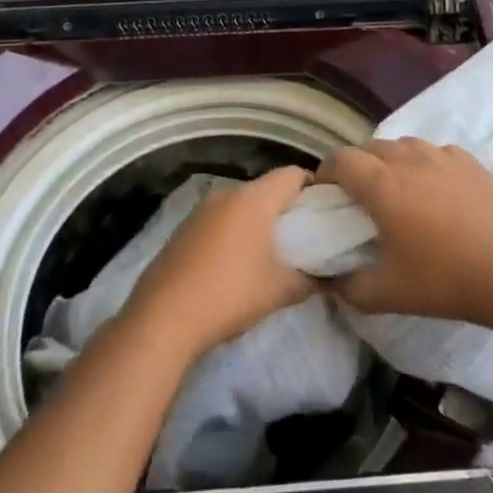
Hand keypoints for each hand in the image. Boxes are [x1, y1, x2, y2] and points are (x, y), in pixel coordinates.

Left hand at [125, 167, 314, 359]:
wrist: (163, 318)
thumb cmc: (230, 294)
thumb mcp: (279, 291)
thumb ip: (310, 280)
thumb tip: (329, 278)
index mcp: (254, 199)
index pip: (293, 174)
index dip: (314, 187)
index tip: (326, 210)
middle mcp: (227, 194)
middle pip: (266, 187)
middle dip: (287, 207)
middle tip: (304, 235)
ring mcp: (201, 210)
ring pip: (241, 203)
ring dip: (258, 219)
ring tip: (272, 250)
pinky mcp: (183, 229)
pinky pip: (220, 219)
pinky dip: (234, 230)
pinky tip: (236, 261)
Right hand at [318, 138, 492, 328]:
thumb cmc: (446, 280)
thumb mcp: (388, 294)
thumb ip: (349, 287)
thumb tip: (328, 281)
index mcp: (382, 185)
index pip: (340, 160)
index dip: (325, 173)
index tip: (324, 194)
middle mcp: (409, 159)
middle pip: (369, 147)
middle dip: (356, 165)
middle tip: (358, 196)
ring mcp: (443, 156)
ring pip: (403, 145)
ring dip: (389, 161)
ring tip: (396, 190)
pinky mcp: (471, 161)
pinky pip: (434, 152)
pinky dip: (423, 163)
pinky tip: (434, 189)